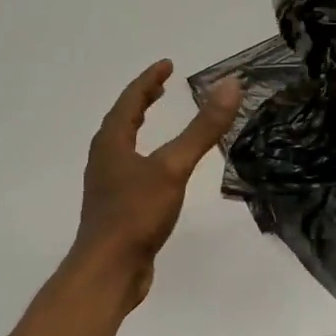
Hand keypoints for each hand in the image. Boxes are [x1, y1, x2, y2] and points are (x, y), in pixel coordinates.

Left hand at [71, 60, 242, 311]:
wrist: (109, 270)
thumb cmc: (136, 214)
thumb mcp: (173, 167)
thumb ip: (202, 128)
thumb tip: (230, 85)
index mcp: (112, 142)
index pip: (130, 100)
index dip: (149, 80)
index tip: (168, 65)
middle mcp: (104, 159)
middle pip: (122, 120)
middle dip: (142, 101)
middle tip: (162, 88)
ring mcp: (108, 185)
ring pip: (124, 146)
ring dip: (140, 128)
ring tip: (157, 121)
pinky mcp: (116, 208)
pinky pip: (130, 169)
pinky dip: (145, 156)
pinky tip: (159, 171)